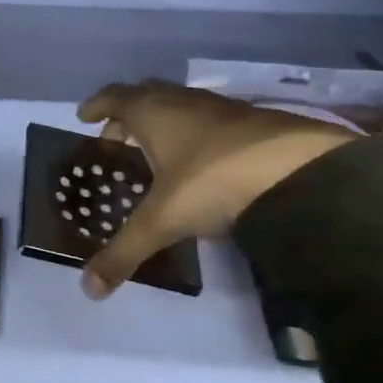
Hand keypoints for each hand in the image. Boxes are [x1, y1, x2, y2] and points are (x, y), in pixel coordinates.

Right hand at [75, 80, 355, 298]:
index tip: (83, 116)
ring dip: (162, 121)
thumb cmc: (213, 181)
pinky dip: (193, 131)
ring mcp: (220, 107)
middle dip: (126, 113)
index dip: (96, 105)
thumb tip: (89, 289)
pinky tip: (201, 161)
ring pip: (179, 103)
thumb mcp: (163, 220)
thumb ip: (124, 252)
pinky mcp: (252, 120)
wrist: (298, 169)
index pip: (114, 97)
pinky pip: (208, 118)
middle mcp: (183, 100)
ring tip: (156, 152)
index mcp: (153, 112)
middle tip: (116, 138)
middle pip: (145, 94)